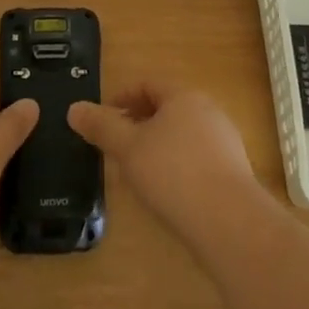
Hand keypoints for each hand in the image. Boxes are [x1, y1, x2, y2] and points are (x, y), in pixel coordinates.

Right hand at [68, 82, 257, 236]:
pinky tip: (168, 194)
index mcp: (183, 96)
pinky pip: (198, 159)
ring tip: (139, 172)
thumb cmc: (173, 174)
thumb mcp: (129, 149)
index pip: (148, 84)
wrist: (231, 223)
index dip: (123, 97)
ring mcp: (225, 142)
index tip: (105, 117)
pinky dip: (178, 167)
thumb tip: (74, 108)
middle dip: (140, 123)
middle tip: (118, 145)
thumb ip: (102, 127)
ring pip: (183, 135)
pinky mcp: (234, 173)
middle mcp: (208, 111)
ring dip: (159, 146)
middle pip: (167, 109)